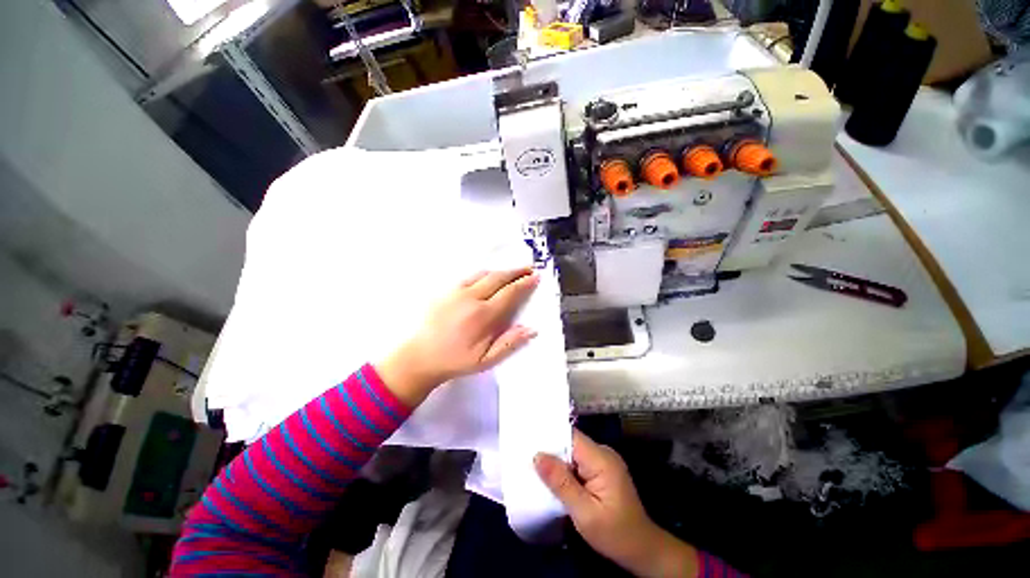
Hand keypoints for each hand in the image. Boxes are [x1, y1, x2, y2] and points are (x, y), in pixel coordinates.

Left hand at [376, 267, 539, 406]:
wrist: (420, 357)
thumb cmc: (455, 360)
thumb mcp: (485, 360)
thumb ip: (510, 343)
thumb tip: (532, 329)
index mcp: (483, 316)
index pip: (509, 293)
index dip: (524, 283)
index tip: (535, 277)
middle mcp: (471, 298)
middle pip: (498, 278)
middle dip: (516, 271)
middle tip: (529, 268)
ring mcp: (457, 292)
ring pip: (484, 274)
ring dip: (501, 271)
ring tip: (513, 271)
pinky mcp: (446, 291)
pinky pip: (470, 276)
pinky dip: (484, 273)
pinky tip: (489, 276)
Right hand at [535, 430, 698, 577]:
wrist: (643, 551)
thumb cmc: (614, 534)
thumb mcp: (584, 513)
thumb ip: (561, 482)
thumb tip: (537, 455)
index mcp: (601, 458)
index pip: (571, 437)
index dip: (549, 437)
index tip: (528, 439)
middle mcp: (603, 453)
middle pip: (571, 443)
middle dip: (551, 450)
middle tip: (526, 456)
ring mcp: (604, 461)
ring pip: (574, 453)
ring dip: (557, 461)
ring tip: (534, 466)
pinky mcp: (603, 471)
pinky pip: (579, 462)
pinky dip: (566, 469)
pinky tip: (553, 478)